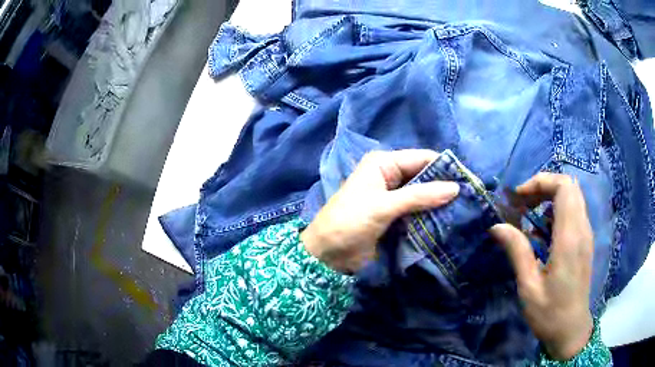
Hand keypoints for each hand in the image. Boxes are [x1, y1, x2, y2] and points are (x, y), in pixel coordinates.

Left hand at [301, 150, 459, 273]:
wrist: (327, 254)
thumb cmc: (350, 222)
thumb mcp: (383, 206)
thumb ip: (419, 196)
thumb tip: (455, 188)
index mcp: (383, 163)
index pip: (421, 158)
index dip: (444, 167)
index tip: (469, 180)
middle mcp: (390, 175)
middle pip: (424, 176)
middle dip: (444, 186)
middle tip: (470, 198)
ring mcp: (393, 197)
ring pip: (423, 194)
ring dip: (440, 202)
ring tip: (466, 210)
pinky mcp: (395, 215)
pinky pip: (418, 211)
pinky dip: (431, 215)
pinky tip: (449, 221)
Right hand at [490, 173, 593, 359]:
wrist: (571, 330)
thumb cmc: (549, 313)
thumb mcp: (529, 287)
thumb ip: (517, 252)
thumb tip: (497, 226)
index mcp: (569, 239)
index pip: (564, 187)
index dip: (541, 182)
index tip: (519, 197)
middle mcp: (582, 229)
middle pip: (569, 186)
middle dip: (544, 186)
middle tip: (522, 203)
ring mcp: (586, 234)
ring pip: (573, 196)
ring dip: (550, 196)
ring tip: (530, 214)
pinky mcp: (585, 241)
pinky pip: (574, 210)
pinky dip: (557, 209)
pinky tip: (543, 230)